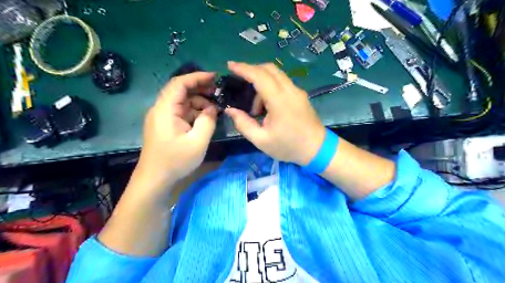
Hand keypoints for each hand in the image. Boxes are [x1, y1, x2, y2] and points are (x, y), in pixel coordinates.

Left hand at [135, 71, 217, 188]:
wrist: (155, 180)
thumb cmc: (175, 161)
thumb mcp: (198, 141)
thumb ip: (208, 121)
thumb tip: (213, 108)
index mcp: (165, 109)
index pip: (179, 83)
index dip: (197, 77)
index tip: (215, 77)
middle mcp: (161, 109)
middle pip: (180, 90)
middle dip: (200, 88)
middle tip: (219, 91)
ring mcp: (162, 118)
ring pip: (182, 102)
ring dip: (199, 101)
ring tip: (215, 107)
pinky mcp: (165, 126)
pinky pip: (181, 112)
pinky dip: (194, 112)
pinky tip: (206, 117)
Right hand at [224, 60, 322, 163]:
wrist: (317, 149)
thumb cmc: (288, 146)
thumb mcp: (261, 140)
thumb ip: (243, 124)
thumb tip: (230, 110)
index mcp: (279, 101)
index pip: (259, 76)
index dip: (243, 68)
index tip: (230, 65)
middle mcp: (290, 91)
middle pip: (269, 68)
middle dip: (252, 70)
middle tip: (239, 80)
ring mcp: (297, 91)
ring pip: (277, 74)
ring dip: (262, 82)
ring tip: (255, 107)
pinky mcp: (301, 95)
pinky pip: (283, 82)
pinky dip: (271, 86)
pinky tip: (267, 105)